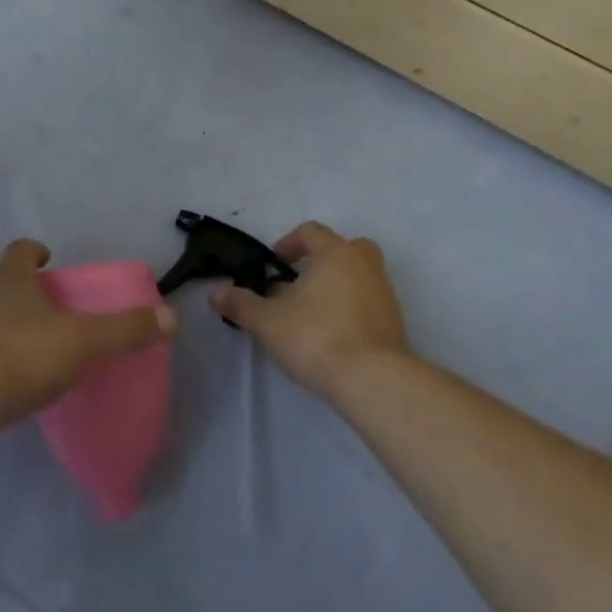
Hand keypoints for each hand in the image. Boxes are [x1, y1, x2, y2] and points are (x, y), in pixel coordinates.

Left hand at [0, 239, 176, 427]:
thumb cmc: (22, 355)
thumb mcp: (83, 341)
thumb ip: (125, 330)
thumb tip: (170, 316)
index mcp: (11, 280)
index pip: (21, 250)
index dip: (35, 250)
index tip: (49, 257)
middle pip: (4, 283)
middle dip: (26, 291)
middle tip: (52, 309)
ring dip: (9, 326)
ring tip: (36, 346)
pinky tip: (14, 381)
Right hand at [210, 221, 411, 403]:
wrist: (373, 380)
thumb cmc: (315, 336)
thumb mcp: (266, 321)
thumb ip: (240, 303)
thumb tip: (215, 292)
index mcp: (334, 252)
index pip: (311, 231)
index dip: (289, 244)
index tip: (274, 265)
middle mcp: (364, 264)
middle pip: (345, 247)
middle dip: (322, 260)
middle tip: (300, 283)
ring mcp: (385, 292)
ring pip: (360, 275)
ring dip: (339, 285)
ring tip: (314, 313)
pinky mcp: (396, 321)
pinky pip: (370, 302)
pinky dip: (354, 309)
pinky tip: (335, 334)